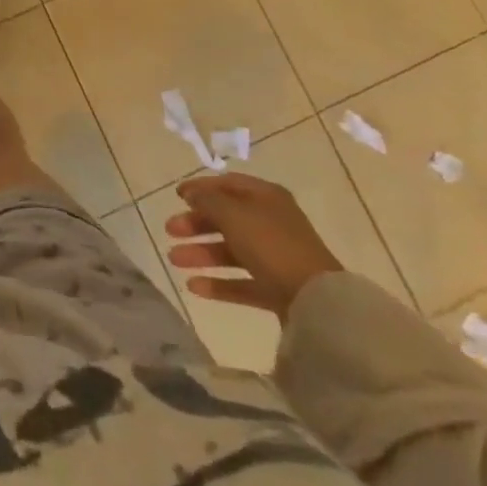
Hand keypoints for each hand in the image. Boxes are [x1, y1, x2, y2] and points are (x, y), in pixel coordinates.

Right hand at [163, 172, 342, 319]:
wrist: (316, 301)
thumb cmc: (271, 244)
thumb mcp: (233, 213)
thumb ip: (208, 200)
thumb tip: (192, 193)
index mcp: (266, 197)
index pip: (228, 184)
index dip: (201, 187)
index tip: (176, 196)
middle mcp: (270, 223)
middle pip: (226, 218)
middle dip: (196, 223)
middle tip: (170, 230)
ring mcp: (275, 258)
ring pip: (230, 251)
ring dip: (200, 253)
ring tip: (174, 260)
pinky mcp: (276, 289)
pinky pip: (241, 282)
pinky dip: (218, 283)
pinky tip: (193, 286)